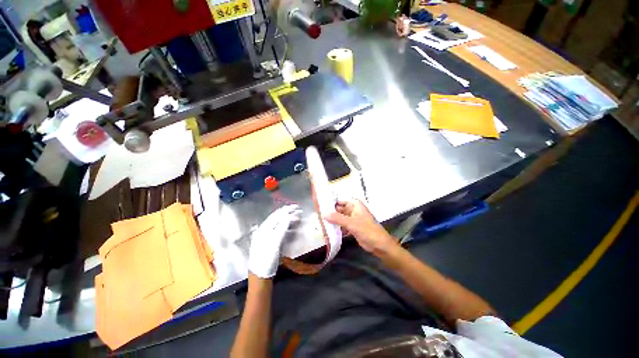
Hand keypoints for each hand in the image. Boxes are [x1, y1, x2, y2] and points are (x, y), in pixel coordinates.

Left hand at [248, 205, 300, 277]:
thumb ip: (281, 228)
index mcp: (263, 229)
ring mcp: (266, 235)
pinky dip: (285, 225)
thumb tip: (288, 215)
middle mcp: (263, 230)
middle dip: (287, 212)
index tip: (297, 207)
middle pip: (276, 217)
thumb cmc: (266, 260)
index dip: (287, 210)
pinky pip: (278, 229)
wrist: (260, 276)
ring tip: (296, 216)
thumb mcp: (274, 243)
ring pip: (278, 222)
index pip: (276, 215)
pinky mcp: (270, 241)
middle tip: (298, 209)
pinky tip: (290, 225)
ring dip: (287, 218)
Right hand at [325, 199, 397, 256]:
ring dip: (332, 220)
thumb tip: (323, 213)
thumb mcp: (352, 223)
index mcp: (354, 204)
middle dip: (330, 212)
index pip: (339, 200)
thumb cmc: (368, 230)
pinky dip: (336, 227)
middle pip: (338, 209)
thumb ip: (337, 218)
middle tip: (317, 214)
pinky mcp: (351, 227)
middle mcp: (352, 210)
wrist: (380, 245)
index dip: (330, 202)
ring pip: (339, 217)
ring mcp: (352, 219)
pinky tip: (327, 229)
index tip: (319, 205)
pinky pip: (341, 225)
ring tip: (320, 221)